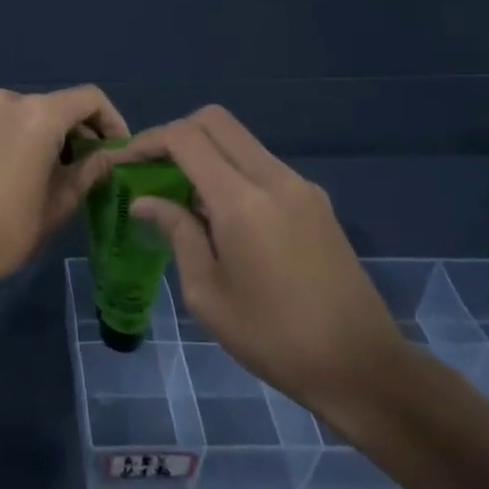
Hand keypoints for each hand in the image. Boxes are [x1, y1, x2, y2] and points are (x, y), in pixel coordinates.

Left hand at [0, 86, 128, 294]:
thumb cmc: (8, 228)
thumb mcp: (59, 202)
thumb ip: (89, 171)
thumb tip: (107, 158)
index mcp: (37, 113)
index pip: (89, 99)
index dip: (112, 121)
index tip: (118, 151)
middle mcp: (7, 101)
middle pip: (58, 106)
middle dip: (80, 133)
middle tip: (92, 169)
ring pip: (30, 115)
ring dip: (52, 137)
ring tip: (61, 176)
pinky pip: (6, 124)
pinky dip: (25, 139)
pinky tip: (28, 174)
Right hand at [116, 107, 406, 420]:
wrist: (363, 368)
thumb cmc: (274, 338)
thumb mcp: (207, 294)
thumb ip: (176, 233)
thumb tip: (144, 201)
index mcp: (242, 202)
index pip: (186, 138)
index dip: (148, 141)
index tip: (125, 162)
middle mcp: (274, 179)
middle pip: (215, 121)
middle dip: (176, 134)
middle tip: (152, 167)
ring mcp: (301, 186)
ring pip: (240, 140)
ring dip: (205, 152)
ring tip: (181, 196)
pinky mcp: (316, 201)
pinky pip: (261, 165)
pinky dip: (231, 170)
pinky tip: (221, 215)